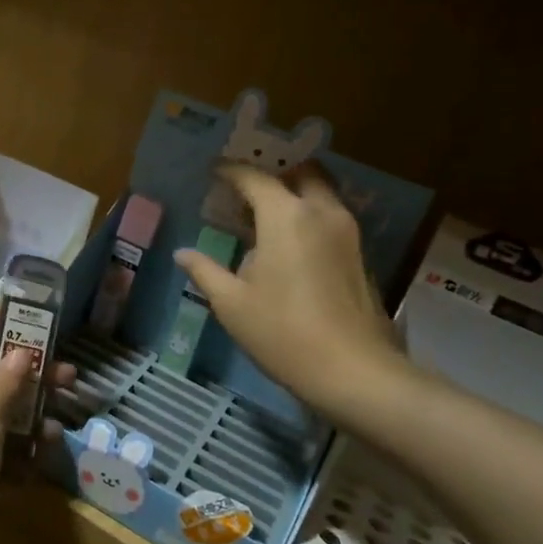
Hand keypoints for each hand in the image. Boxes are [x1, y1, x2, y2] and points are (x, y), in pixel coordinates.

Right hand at [176, 162, 408, 421]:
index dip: (231, 171)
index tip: (213, 171)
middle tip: (247, 187)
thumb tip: (182, 253)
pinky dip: (309, 215)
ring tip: (264, 213)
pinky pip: (330, 217)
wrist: (354, 372)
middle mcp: (321, 212)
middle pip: (302, 173)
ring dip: (295, 193)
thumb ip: (205, 271)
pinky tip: (288, 242)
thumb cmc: (283, 333)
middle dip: (275, 172)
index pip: (255, 178)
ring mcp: (347, 233)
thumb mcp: (232, 304)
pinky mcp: (360, 255)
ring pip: (321, 193)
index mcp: (286, 216)